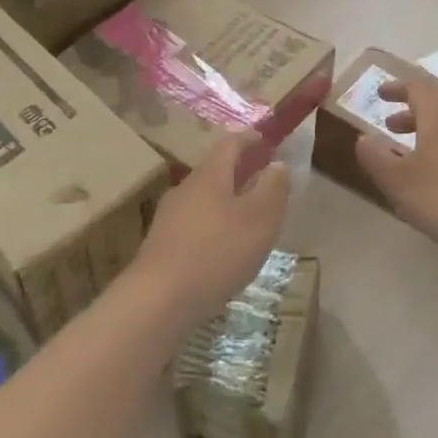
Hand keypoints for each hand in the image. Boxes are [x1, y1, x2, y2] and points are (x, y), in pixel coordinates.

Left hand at [130, 132, 291, 330]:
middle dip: (240, 173)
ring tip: (248, 219)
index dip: (250, 139)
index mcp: (210, 175)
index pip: (230, 144)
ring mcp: (170, 216)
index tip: (266, 139)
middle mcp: (185, 188)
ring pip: (204, 199)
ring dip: (227, 201)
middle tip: (263, 183)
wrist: (160, 298)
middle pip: (215, 171)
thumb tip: (277, 163)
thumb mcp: (260, 220)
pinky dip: (214, 226)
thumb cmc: (217, 252)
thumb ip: (272, 189)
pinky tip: (224, 249)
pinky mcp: (162, 243)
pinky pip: (194, 223)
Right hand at [354, 77, 437, 258]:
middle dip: (409, 116)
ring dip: (424, 138)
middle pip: (435, 111)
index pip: (418, 89)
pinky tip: (434, 184)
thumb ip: (375, 157)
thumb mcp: (397, 180)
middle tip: (388, 128)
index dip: (397, 88)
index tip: (379, 94)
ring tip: (407, 158)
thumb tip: (363, 138)